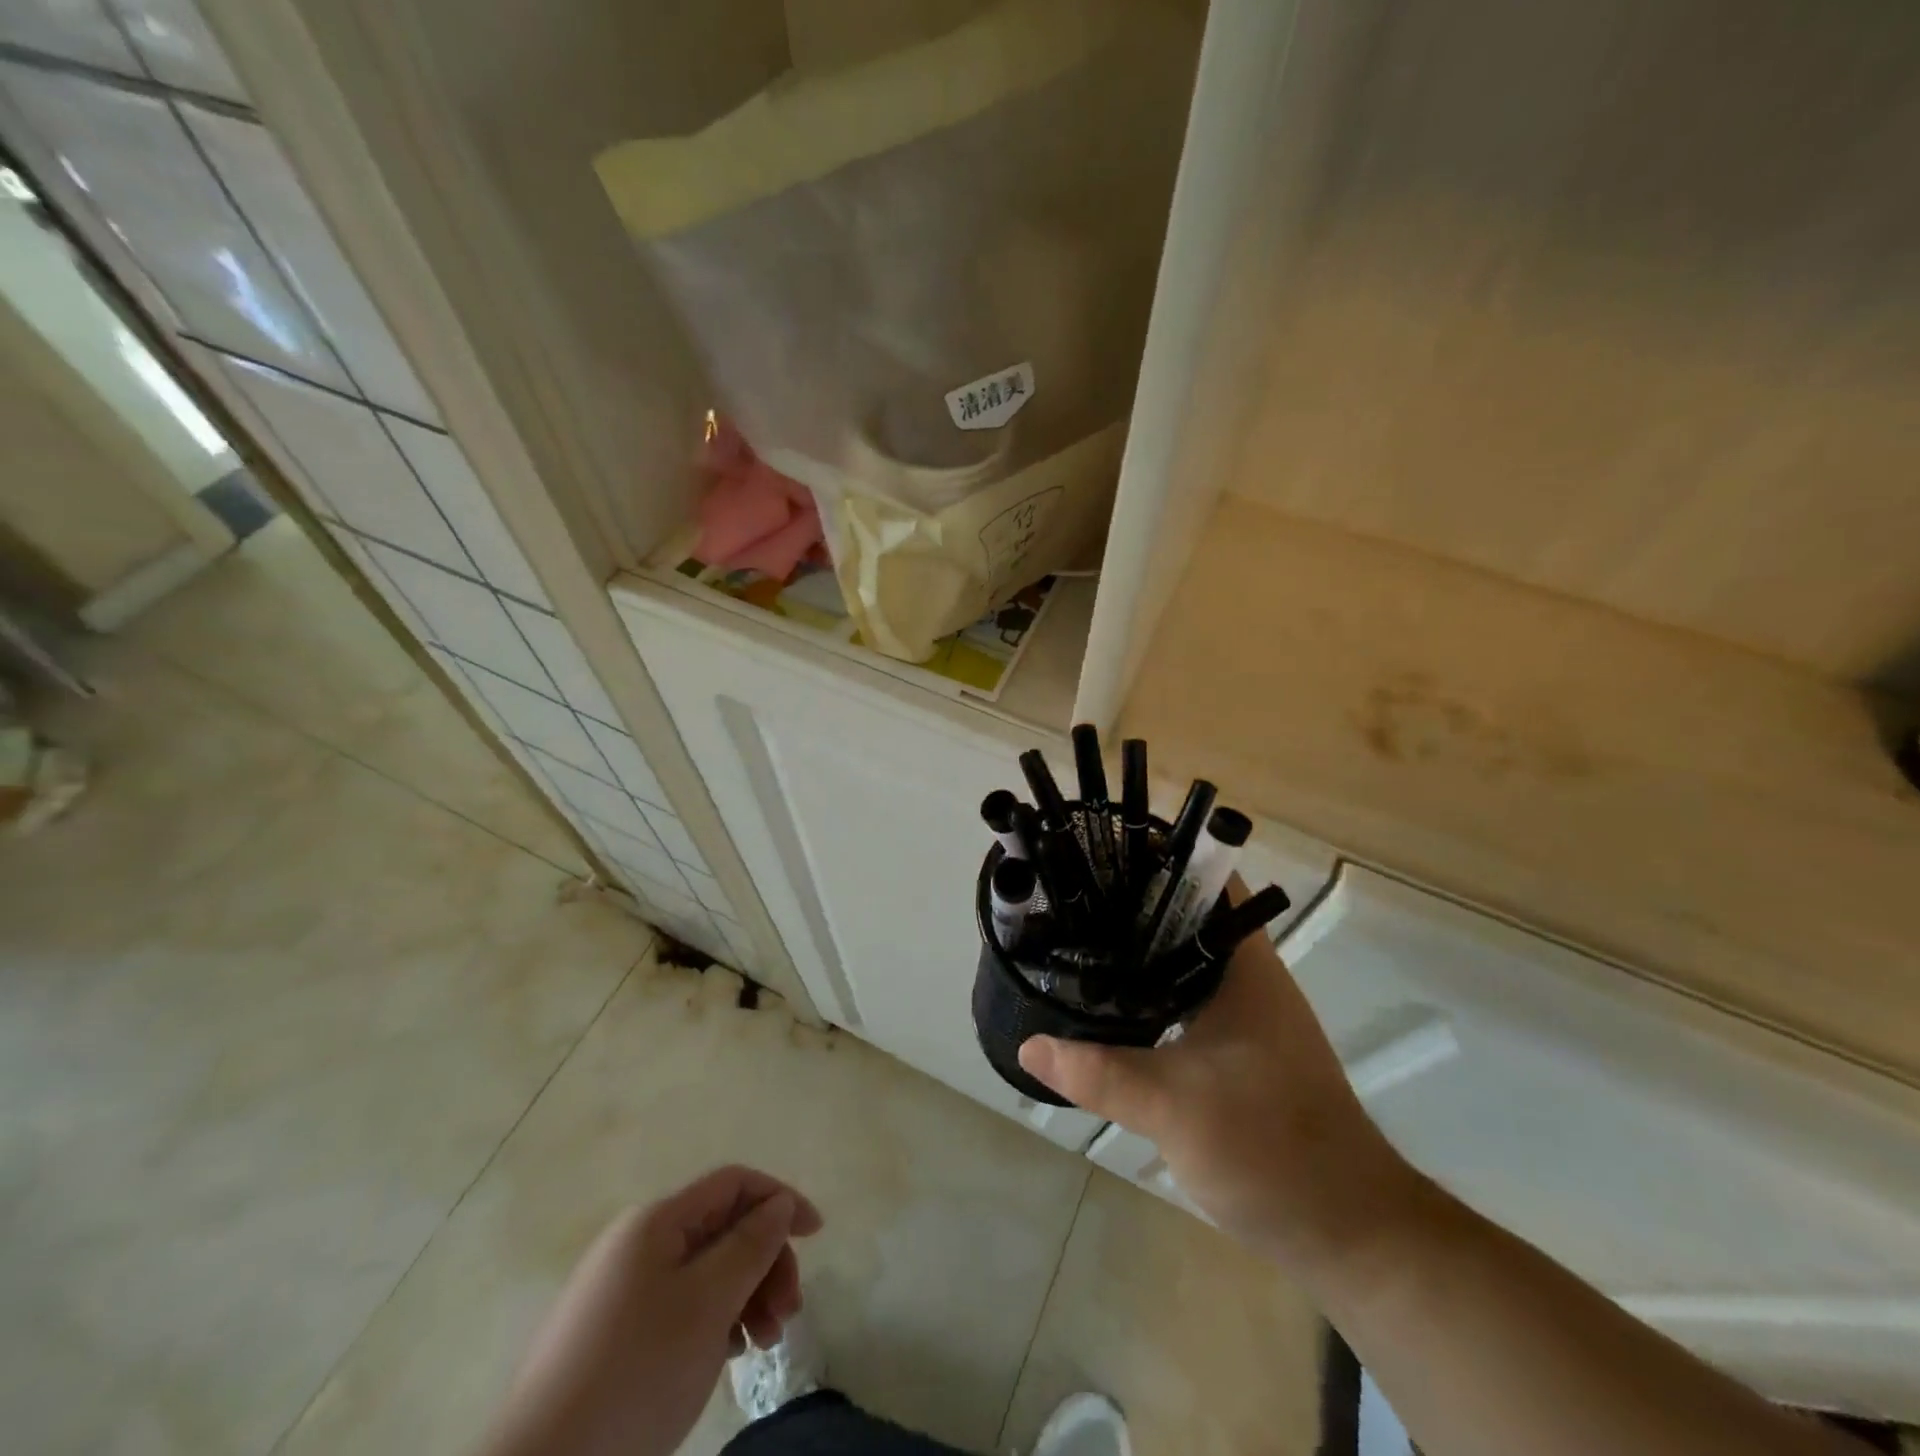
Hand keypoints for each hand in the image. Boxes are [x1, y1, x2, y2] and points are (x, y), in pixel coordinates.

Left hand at [481, 1166, 822, 1455]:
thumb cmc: (636, 1375)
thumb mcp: (708, 1304)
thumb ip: (751, 1245)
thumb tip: (779, 1204)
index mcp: (655, 1222)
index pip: (733, 1183)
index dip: (780, 1198)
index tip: (816, 1235)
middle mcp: (637, 1243)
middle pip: (722, 1229)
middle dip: (765, 1261)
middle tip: (789, 1312)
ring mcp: (621, 1290)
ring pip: (705, 1271)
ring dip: (746, 1295)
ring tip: (764, 1344)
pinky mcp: (612, 1335)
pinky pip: (681, 1305)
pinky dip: (715, 1321)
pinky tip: (730, 1355)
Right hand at [1018, 888, 1419, 1275]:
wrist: (1345, 1231)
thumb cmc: (1273, 1150)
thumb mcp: (1176, 1109)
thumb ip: (1100, 1073)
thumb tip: (1030, 1043)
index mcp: (1245, 966)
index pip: (1204, 880)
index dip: (1155, 856)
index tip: (1098, 850)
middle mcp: (1246, 977)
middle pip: (1185, 915)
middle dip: (1130, 900)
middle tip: (1068, 894)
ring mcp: (1243, 1014)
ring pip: (1181, 959)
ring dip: (1137, 948)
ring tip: (1074, 936)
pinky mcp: (1234, 1048)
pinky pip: (1181, 997)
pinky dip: (1146, 989)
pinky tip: (1106, 1002)